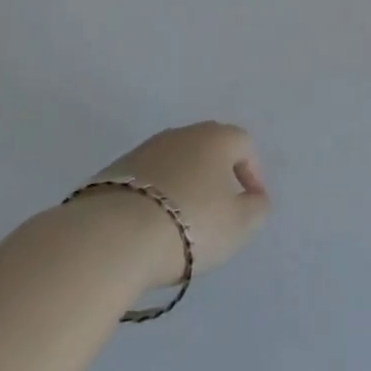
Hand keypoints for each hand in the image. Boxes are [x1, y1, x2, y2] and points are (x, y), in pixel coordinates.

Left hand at [93, 122, 270, 286]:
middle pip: (208, 148)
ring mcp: (145, 149)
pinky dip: (155, 195)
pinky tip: (151, 224)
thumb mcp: (239, 225)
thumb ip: (256, 209)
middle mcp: (182, 134)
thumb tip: (255, 198)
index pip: (244, 144)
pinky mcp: (114, 170)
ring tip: (182, 221)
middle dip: (216, 175)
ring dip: (184, 184)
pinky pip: (147, 179)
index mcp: (216, 138)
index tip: (249, 203)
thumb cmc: (190, 224)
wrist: (113, 236)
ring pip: (175, 162)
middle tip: (218, 209)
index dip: (251, 172)